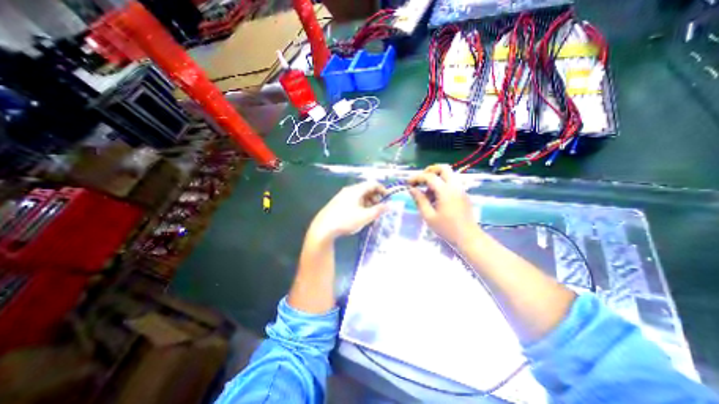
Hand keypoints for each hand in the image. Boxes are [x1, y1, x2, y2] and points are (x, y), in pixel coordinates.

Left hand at [308, 181, 387, 241]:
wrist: (323, 228)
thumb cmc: (346, 220)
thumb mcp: (365, 217)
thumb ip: (378, 210)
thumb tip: (389, 205)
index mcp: (356, 190)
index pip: (372, 184)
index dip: (382, 189)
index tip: (388, 198)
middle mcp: (349, 190)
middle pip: (366, 189)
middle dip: (375, 197)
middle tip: (380, 208)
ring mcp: (342, 196)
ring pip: (359, 195)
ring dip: (368, 202)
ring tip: (371, 213)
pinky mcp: (338, 203)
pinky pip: (353, 200)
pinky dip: (361, 205)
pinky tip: (360, 215)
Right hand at [408, 164, 478, 245]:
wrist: (468, 238)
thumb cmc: (446, 228)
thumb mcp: (428, 216)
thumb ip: (419, 200)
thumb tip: (411, 189)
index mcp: (445, 191)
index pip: (429, 177)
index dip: (417, 178)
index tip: (408, 183)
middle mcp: (455, 186)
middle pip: (443, 168)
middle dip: (430, 170)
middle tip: (420, 180)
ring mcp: (461, 189)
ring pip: (448, 175)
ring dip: (436, 178)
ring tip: (427, 193)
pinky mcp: (463, 194)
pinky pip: (451, 182)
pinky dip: (442, 184)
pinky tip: (436, 198)